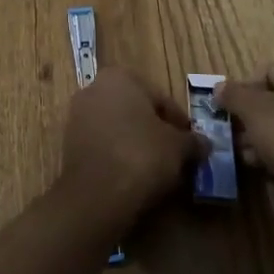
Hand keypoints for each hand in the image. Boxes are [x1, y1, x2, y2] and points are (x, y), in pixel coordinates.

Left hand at [60, 69, 208, 224]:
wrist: (96, 196)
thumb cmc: (141, 156)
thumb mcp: (178, 147)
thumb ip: (193, 141)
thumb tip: (205, 143)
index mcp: (120, 77)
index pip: (160, 98)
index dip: (179, 124)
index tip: (191, 145)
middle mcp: (94, 88)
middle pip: (137, 111)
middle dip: (155, 132)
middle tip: (175, 158)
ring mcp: (78, 116)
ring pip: (118, 128)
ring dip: (136, 145)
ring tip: (156, 172)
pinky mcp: (68, 144)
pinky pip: (103, 146)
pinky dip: (118, 157)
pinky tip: (132, 179)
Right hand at [214, 61, 273, 173]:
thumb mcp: (250, 108)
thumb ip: (232, 94)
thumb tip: (218, 88)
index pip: (269, 72)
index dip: (245, 90)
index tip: (232, 109)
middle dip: (256, 116)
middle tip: (238, 132)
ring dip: (266, 134)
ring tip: (246, 152)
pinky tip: (263, 163)